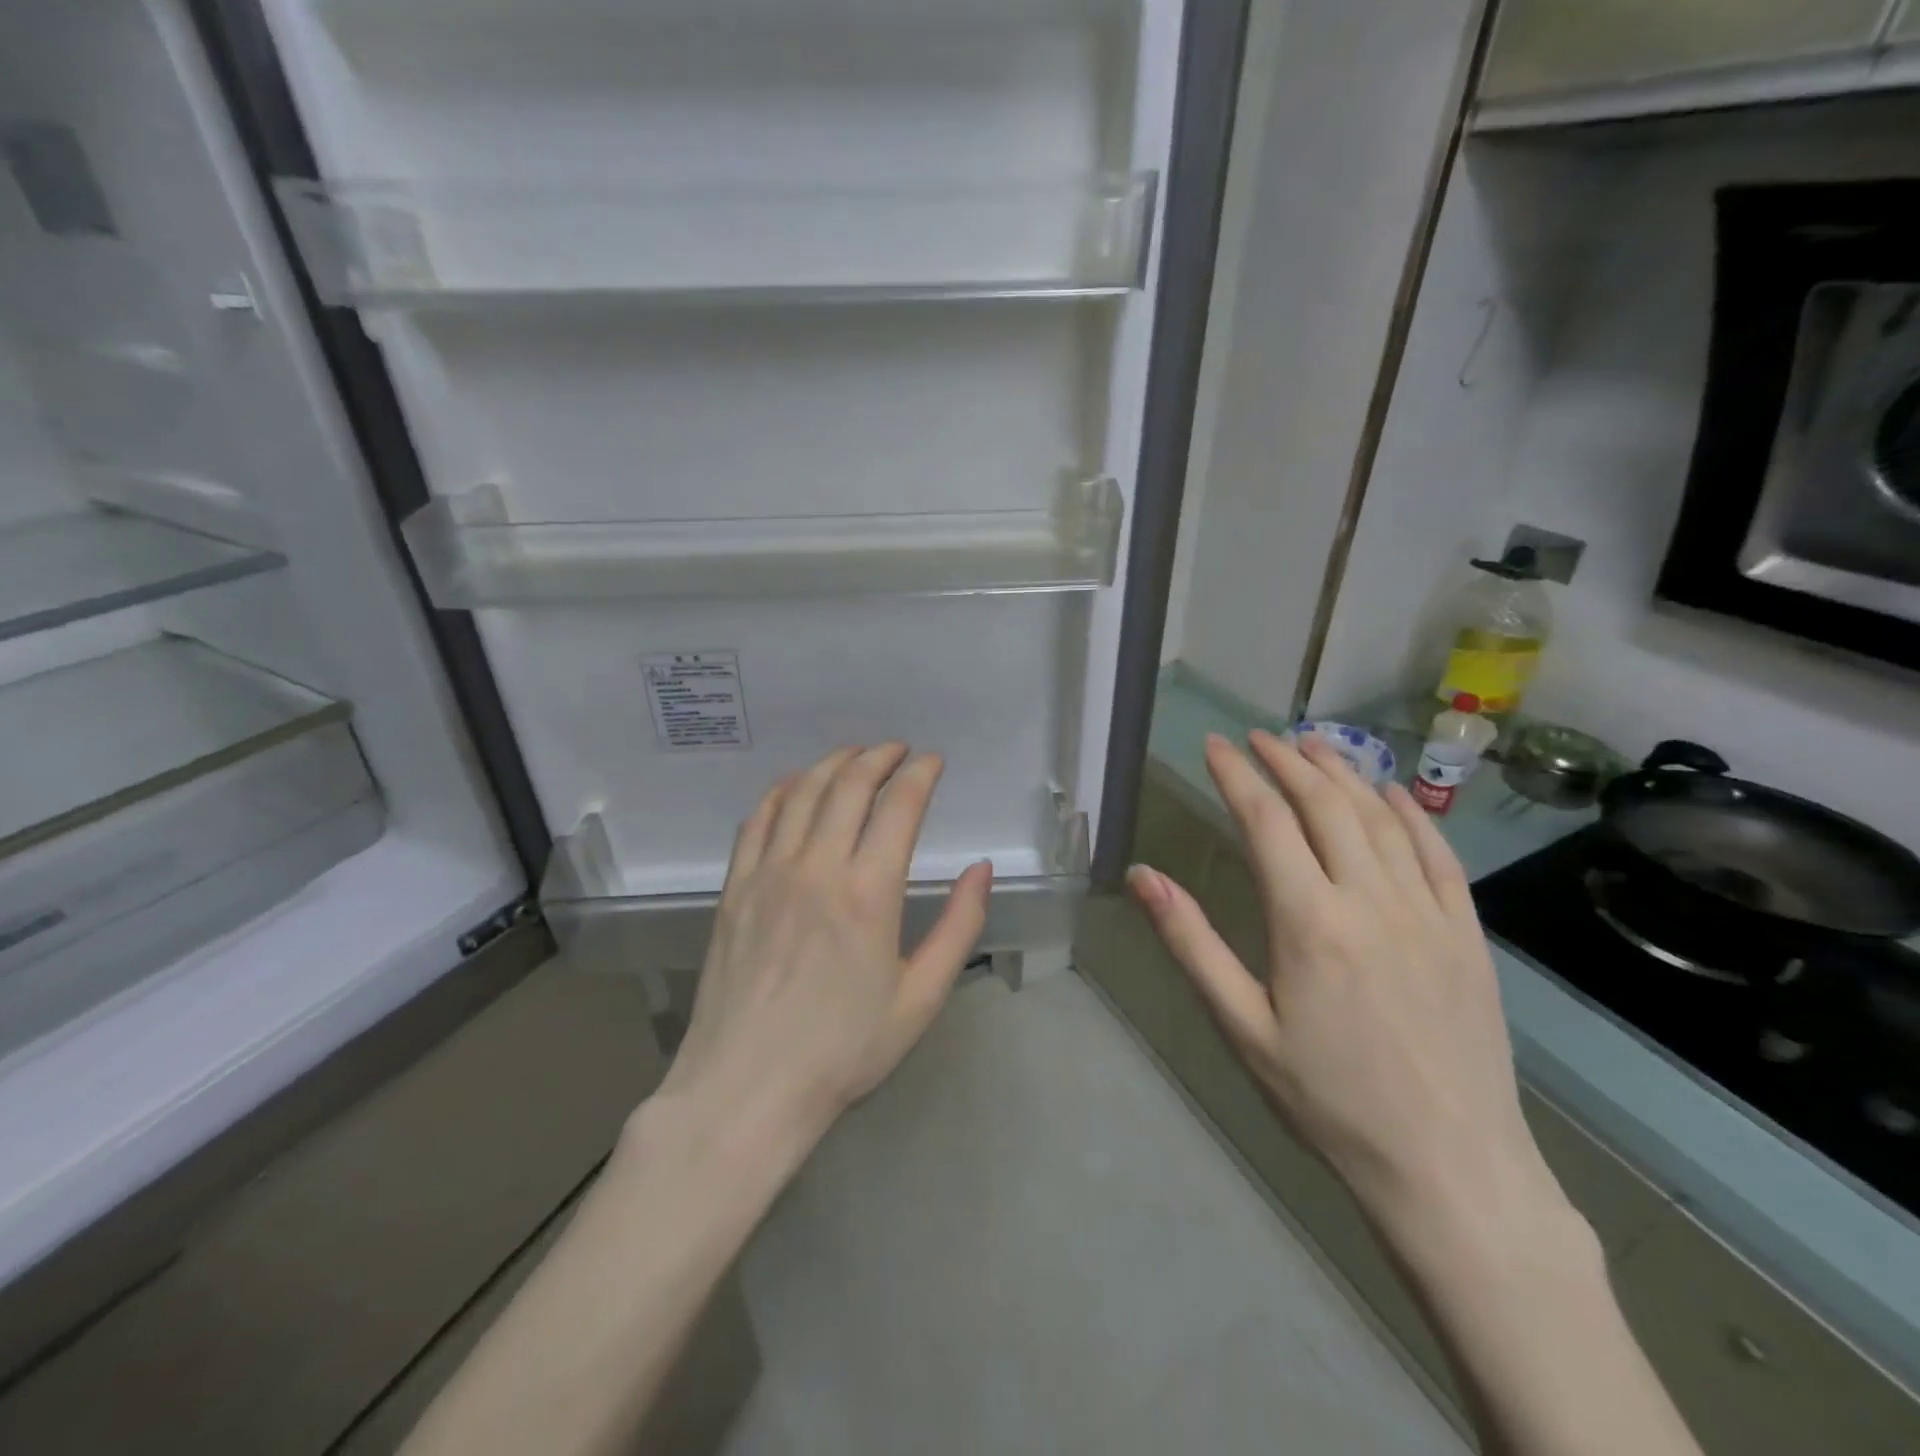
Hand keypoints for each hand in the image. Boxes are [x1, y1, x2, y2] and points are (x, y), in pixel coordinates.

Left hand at [657, 745, 992, 1145]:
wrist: (747, 1087)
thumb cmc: (843, 1049)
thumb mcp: (920, 998)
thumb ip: (959, 927)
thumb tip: (981, 869)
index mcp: (870, 893)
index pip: (899, 806)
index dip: (920, 774)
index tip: (933, 761)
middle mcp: (817, 867)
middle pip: (850, 785)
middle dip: (879, 756)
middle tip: (898, 750)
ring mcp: (769, 873)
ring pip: (803, 792)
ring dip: (833, 763)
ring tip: (855, 755)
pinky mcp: (735, 887)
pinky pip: (758, 819)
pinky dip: (781, 790)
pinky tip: (795, 785)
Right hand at [1128, 731, 1562, 1243]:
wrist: (1451, 1169)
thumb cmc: (1328, 1100)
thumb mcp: (1242, 1027)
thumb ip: (1191, 942)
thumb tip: (1142, 876)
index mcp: (1309, 922)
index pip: (1266, 822)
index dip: (1236, 776)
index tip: (1214, 745)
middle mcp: (1371, 900)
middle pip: (1324, 805)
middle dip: (1286, 761)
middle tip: (1257, 737)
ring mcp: (1428, 913)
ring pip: (1381, 818)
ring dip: (1342, 772)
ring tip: (1312, 745)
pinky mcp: (1467, 933)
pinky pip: (1438, 853)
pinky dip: (1409, 812)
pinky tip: (1388, 792)